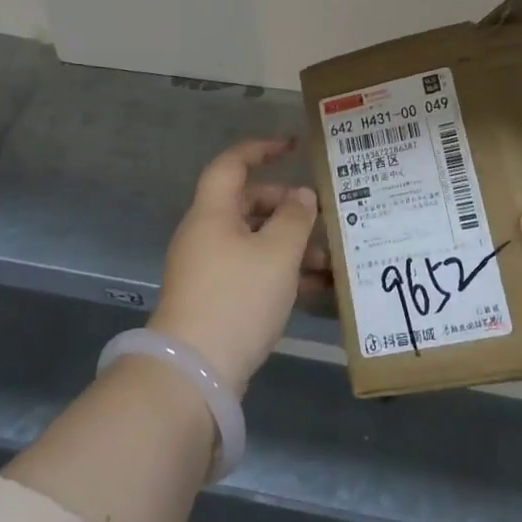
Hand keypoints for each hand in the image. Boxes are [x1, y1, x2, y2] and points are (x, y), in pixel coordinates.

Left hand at [151, 138, 328, 396]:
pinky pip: (252, 271)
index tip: (294, 147)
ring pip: (254, 241)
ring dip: (290, 245)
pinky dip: (281, 272)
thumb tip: (302, 196)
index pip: (233, 164)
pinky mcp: (215, 299)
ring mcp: (208, 269)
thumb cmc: (237, 299)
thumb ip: (295, 218)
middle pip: (248, 203)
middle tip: (320, 216)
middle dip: (286, 207)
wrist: (193, 374)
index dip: (262, 149)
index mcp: (213, 212)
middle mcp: (206, 234)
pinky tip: (316, 288)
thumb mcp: (278, 254)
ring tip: (328, 260)